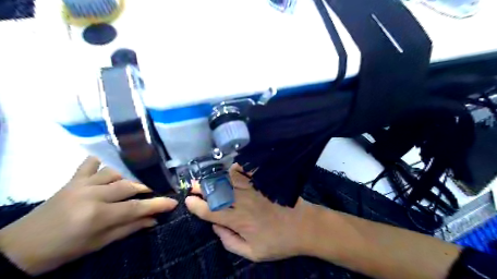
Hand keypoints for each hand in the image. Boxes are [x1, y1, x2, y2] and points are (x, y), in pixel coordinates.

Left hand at [0, 156, 177, 275]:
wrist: (21, 248)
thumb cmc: (64, 250)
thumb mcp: (99, 244)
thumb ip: (129, 228)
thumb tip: (154, 220)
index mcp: (97, 216)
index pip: (136, 207)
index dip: (158, 204)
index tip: (173, 202)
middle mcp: (92, 195)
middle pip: (129, 186)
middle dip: (147, 189)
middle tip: (156, 193)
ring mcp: (81, 184)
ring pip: (115, 173)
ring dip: (128, 179)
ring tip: (132, 186)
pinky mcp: (72, 180)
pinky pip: (90, 164)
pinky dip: (101, 162)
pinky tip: (109, 165)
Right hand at [187, 164, 313, 260]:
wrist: (305, 227)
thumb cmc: (279, 242)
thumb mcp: (253, 253)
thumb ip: (230, 242)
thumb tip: (216, 227)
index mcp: (239, 221)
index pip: (211, 211)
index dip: (197, 206)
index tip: (188, 201)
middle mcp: (243, 202)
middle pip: (217, 192)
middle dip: (202, 188)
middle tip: (193, 186)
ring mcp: (254, 190)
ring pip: (229, 180)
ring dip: (215, 178)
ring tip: (206, 177)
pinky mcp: (264, 183)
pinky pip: (248, 172)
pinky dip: (237, 169)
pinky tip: (231, 168)